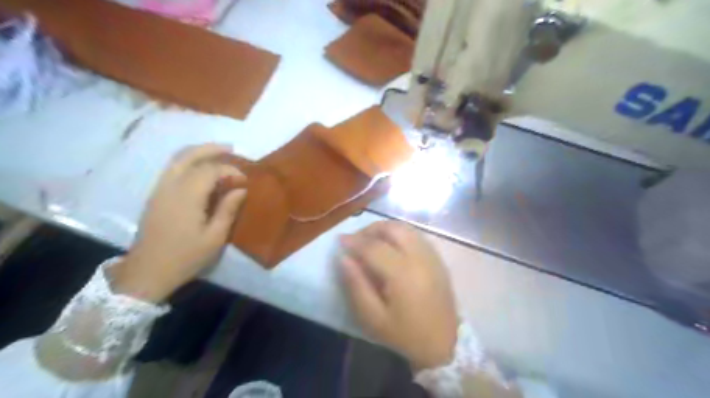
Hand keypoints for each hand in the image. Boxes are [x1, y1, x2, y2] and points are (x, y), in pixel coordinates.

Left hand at [112, 145, 246, 302]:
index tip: (244, 180)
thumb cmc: (185, 257)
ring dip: (197, 153)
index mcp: (186, 197)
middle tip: (230, 148)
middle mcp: (170, 187)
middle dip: (210, 149)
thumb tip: (241, 189)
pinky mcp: (155, 196)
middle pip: (188, 156)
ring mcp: (159, 190)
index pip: (210, 170)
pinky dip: (187, 162)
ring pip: (176, 160)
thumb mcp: (214, 238)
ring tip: (218, 153)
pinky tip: (200, 169)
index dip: (229, 170)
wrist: (147, 272)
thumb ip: (228, 210)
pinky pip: (171, 170)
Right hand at [339, 221, 459, 369]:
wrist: (445, 344)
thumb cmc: (405, 334)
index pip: (374, 247)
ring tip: (371, 240)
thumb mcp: (373, 318)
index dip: (354, 241)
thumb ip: (356, 286)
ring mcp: (432, 256)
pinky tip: (390, 246)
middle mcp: (420, 257)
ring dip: (385, 229)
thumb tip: (343, 259)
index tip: (340, 240)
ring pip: (406, 228)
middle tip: (356, 239)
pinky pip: (416, 235)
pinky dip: (399, 234)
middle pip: (393, 228)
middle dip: (371, 229)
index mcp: (403, 274)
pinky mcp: (438, 258)